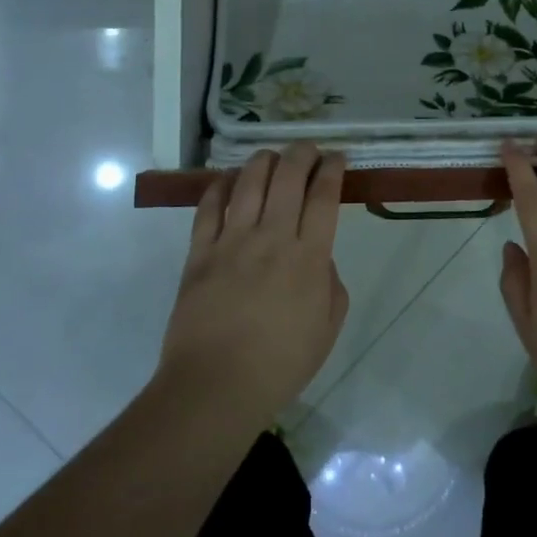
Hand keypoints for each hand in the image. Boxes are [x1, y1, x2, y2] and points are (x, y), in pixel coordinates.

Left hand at [157, 143, 349, 429]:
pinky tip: (228, 180)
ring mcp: (232, 242)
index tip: (337, 157)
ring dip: (263, 161)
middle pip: (288, 177)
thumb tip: (317, 257)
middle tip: (308, 149)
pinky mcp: (199, 252)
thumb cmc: (280, 364)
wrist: (215, 387)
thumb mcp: (328, 328)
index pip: (324, 197)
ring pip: (248, 182)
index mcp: (309, 257)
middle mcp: (272, 238)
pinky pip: (209, 207)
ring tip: (271, 157)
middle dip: (302, 154)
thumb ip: (330, 283)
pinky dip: (220, 186)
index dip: (332, 170)